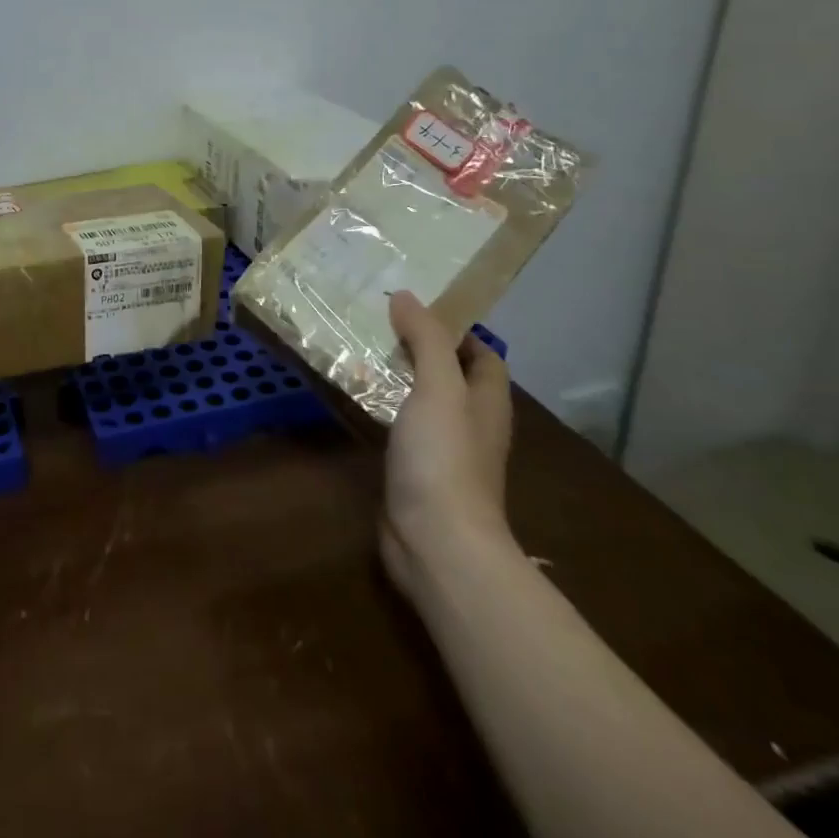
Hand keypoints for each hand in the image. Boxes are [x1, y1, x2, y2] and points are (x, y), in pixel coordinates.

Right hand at [380, 290, 513, 595]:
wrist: (436, 541)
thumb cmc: (445, 458)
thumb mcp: (439, 388)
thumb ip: (426, 340)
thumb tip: (406, 296)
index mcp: (487, 403)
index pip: (484, 356)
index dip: (458, 329)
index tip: (417, 305)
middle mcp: (470, 424)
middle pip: (450, 376)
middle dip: (419, 347)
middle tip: (376, 320)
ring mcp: (442, 450)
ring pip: (420, 400)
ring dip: (395, 376)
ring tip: (356, 347)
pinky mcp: (414, 471)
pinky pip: (398, 425)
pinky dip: (380, 405)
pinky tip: (351, 394)